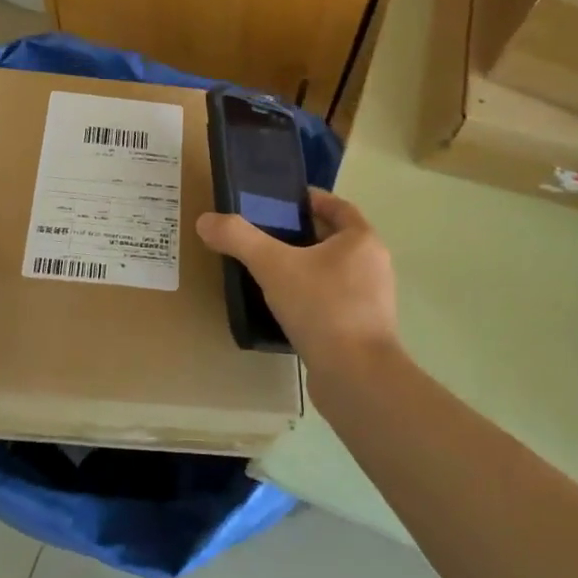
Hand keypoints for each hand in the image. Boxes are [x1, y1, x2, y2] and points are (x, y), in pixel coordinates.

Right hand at [195, 188, 399, 376]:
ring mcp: (371, 301)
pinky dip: (309, 297)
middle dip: (301, 234)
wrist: (356, 377)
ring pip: (332, 272)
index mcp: (362, 241)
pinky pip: (332, 301)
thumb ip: (238, 238)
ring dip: (304, 267)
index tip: (279, 201)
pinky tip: (282, 307)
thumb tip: (205, 220)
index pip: (337, 206)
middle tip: (263, 235)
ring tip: (268, 271)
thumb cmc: (322, 308)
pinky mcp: (362, 330)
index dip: (310, 200)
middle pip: (334, 239)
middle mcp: (373, 265)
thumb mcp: (273, 266)